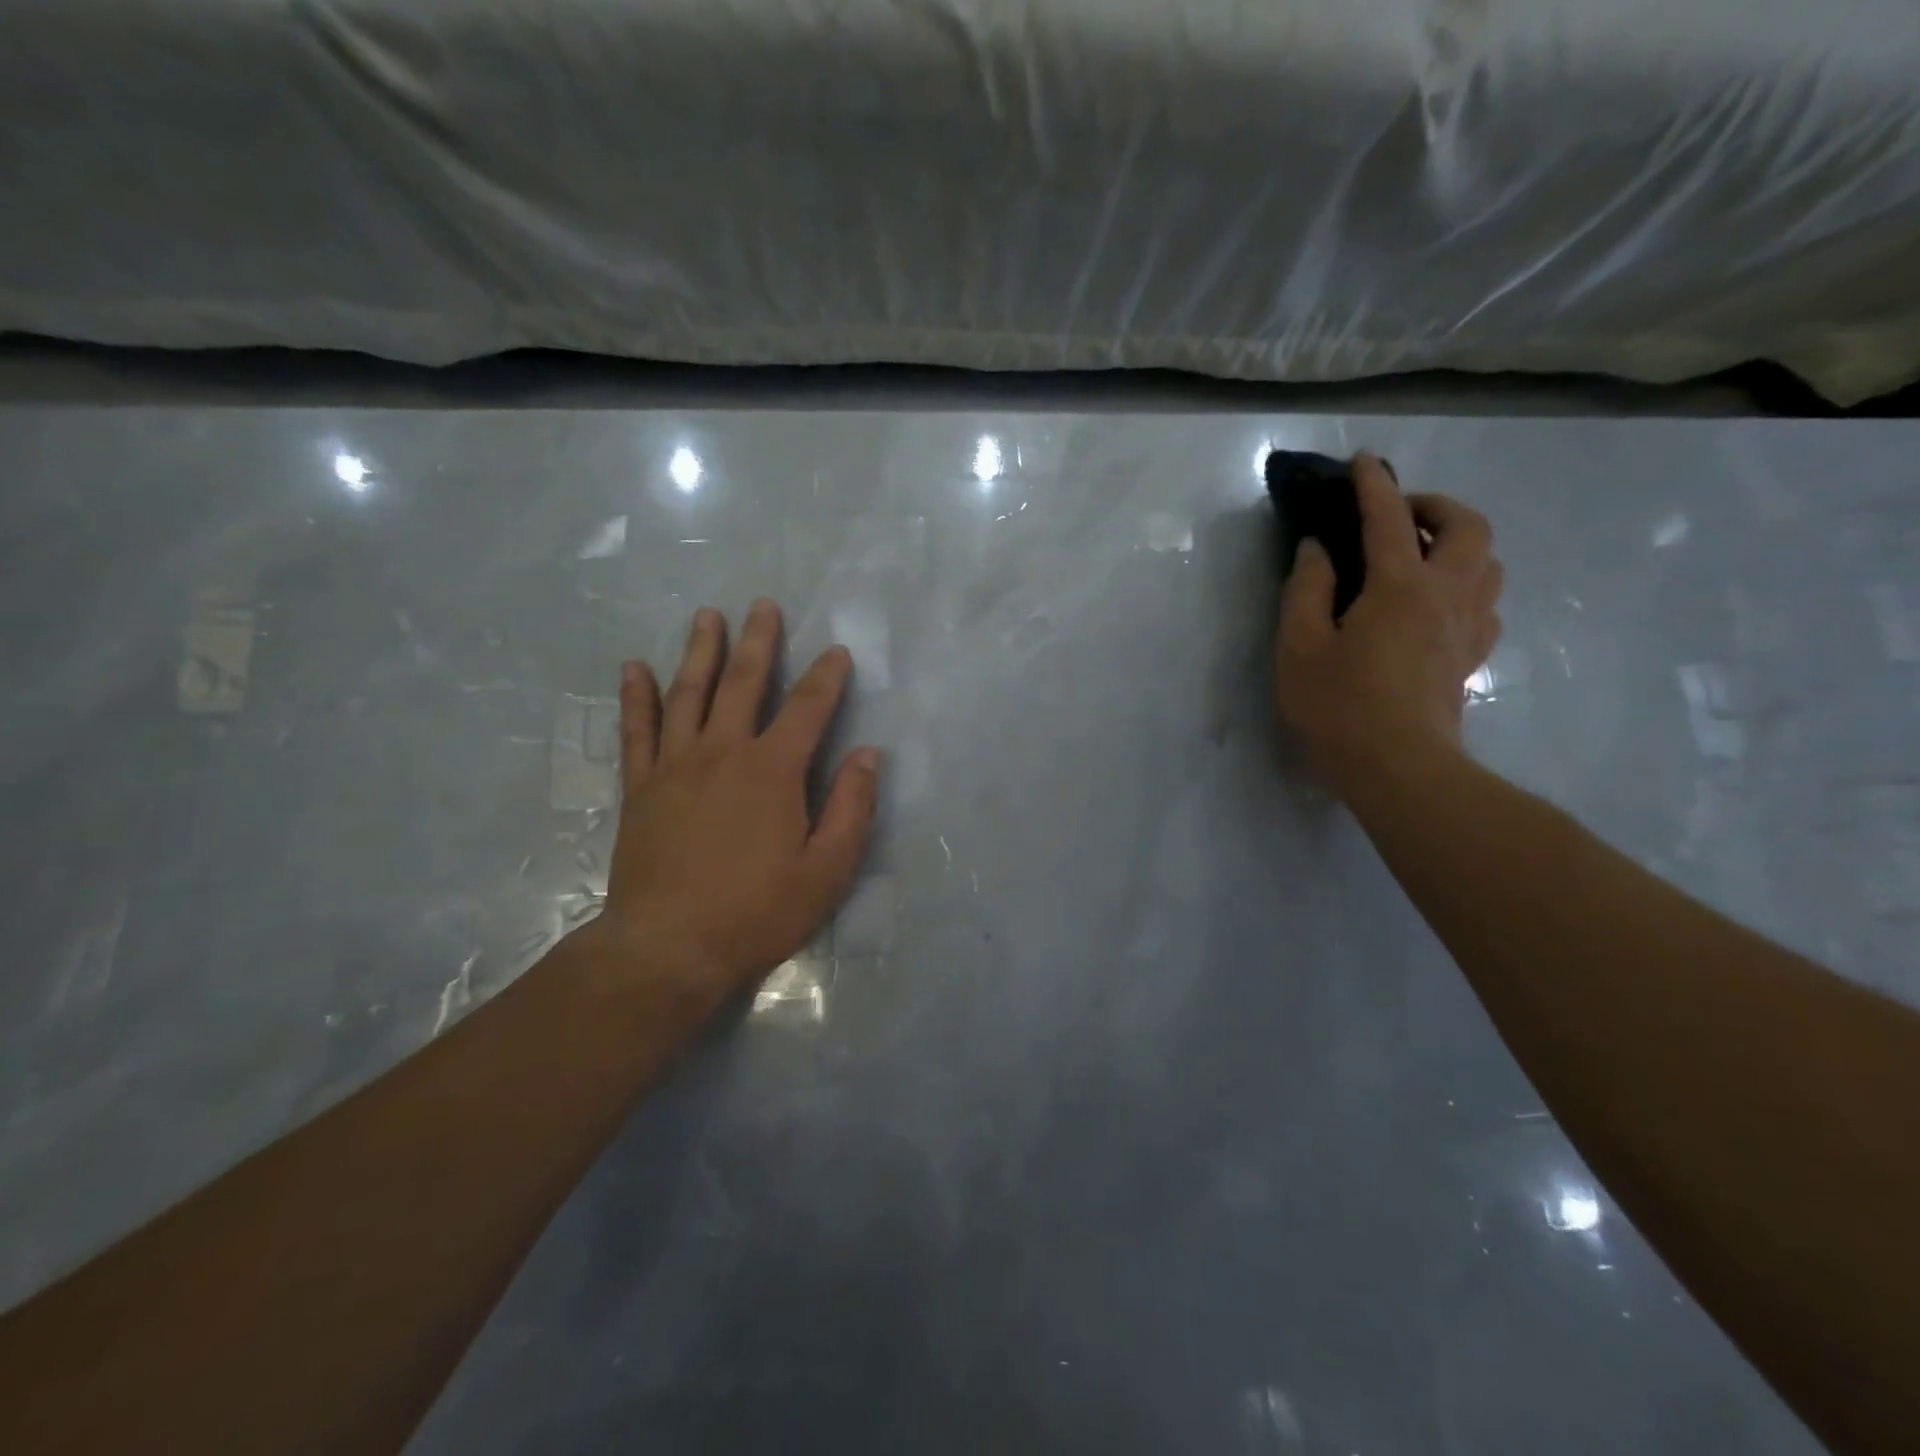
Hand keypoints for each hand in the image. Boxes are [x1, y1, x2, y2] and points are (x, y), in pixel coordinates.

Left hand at [579, 599, 879, 1009]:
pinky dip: (635, 696)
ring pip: (688, 693)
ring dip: (700, 651)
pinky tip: (634, 667)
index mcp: (773, 770)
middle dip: (759, 642)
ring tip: (707, 616)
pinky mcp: (641, 787)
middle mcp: (723, 752)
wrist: (669, 948)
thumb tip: (868, 755)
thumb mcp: (827, 870)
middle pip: (743, 682)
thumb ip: (851, 808)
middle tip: (764, 605)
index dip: (826, 677)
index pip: (808, 708)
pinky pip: (637, 730)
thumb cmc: (757, 912)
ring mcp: (675, 765)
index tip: (837, 651)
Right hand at [1274, 454, 1502, 798]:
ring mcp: (1468, 627)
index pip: (1389, 518)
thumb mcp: (1300, 646)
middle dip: (1436, 506)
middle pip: (1468, 527)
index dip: (1374, 484)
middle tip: (1399, 515)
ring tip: (1419, 553)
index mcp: (1400, 586)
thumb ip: (1307, 589)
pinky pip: (1486, 601)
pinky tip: (1437, 601)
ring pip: (1489, 561)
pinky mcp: (1471, 656)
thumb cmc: (1339, 706)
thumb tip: (1317, 548)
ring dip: (1459, 541)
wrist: (1399, 768)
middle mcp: (1447, 595)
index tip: (1362, 461)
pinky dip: (1467, 583)